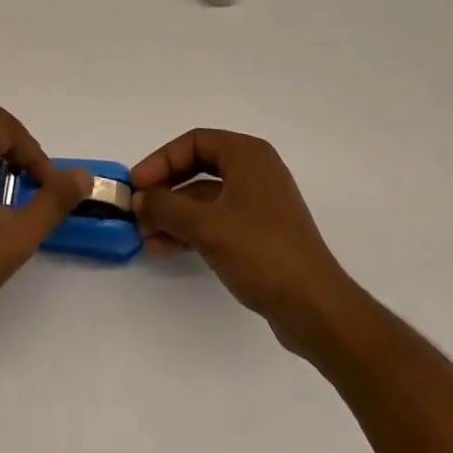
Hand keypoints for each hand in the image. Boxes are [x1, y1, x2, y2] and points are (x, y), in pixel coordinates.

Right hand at [131, 128, 353, 354]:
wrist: (316, 309)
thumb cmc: (262, 252)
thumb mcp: (206, 226)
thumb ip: (166, 207)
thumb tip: (137, 198)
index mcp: (247, 154)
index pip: (193, 142)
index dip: (160, 161)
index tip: (136, 185)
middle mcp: (254, 171)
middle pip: (198, 168)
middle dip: (165, 190)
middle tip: (137, 210)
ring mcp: (259, 203)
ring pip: (205, 198)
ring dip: (174, 214)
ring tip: (145, 237)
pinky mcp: (260, 234)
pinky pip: (217, 220)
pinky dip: (192, 231)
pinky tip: (166, 248)